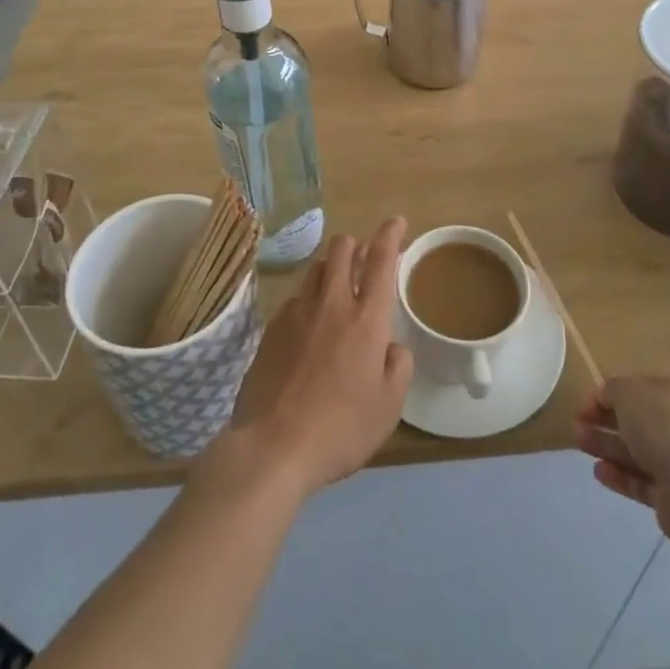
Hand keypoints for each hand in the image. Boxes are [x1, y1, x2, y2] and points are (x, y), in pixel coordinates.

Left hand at [222, 220, 412, 500]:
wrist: (273, 446)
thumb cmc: (341, 428)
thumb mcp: (388, 406)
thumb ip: (398, 367)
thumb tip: (391, 346)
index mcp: (367, 319)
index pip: (381, 260)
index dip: (390, 235)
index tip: (396, 222)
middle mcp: (332, 304)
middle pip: (341, 249)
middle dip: (355, 245)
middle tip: (364, 260)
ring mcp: (297, 312)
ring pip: (316, 268)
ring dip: (331, 268)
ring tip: (337, 287)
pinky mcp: (272, 328)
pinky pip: (295, 297)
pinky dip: (308, 298)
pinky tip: (308, 323)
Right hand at [574, 376, 669, 546]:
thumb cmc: (663, 423)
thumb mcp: (628, 390)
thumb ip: (612, 389)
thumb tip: (605, 397)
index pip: (643, 390)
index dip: (612, 395)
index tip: (586, 405)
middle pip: (639, 423)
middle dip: (605, 422)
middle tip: (577, 425)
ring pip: (638, 453)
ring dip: (608, 447)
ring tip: (579, 444)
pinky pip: (642, 482)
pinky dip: (620, 476)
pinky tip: (598, 471)